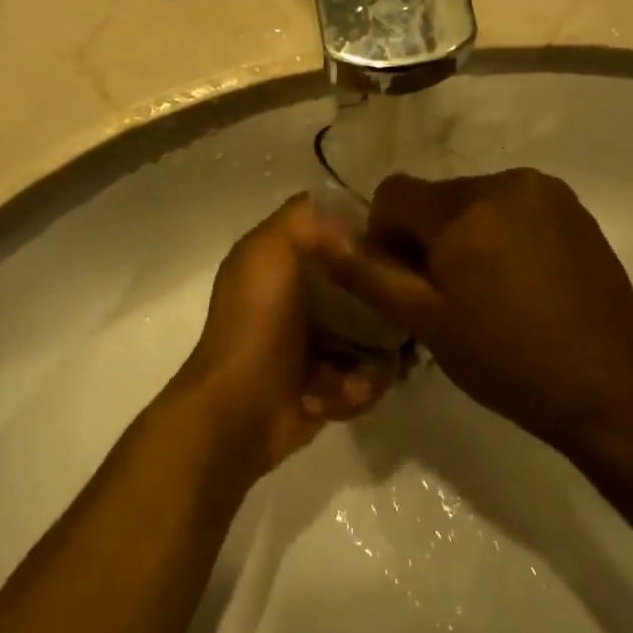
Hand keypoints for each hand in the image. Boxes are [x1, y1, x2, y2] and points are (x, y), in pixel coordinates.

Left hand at [168, 196, 394, 481]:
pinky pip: (365, 378)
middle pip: (364, 288)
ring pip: (374, 339)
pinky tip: (334, 398)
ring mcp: (315, 343)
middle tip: (394, 322)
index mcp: (279, 261)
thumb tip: (351, 225)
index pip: (334, 232)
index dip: (365, 234)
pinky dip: (355, 391)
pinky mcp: (328, 384)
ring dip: (370, 363)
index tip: (394, 246)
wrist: (238, 412)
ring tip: (351, 379)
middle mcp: (298, 297)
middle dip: (383, 311)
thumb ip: (304, 220)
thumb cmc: (255, 326)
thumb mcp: (268, 253)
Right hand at [321, 171, 632, 464]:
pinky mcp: (574, 209)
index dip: (384, 237)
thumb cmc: (507, 360)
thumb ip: (367, 273)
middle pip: (436, 198)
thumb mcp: (425, 322)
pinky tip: (520, 283)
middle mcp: (507, 182)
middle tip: (445, 296)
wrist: (609, 387)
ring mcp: (547, 192)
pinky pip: (513, 208)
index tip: (405, 283)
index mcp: (465, 208)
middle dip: (427, 237)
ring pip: (474, 202)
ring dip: (465, 235)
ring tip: (485, 291)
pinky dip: (501, 234)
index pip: (393, 194)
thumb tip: (314, 232)